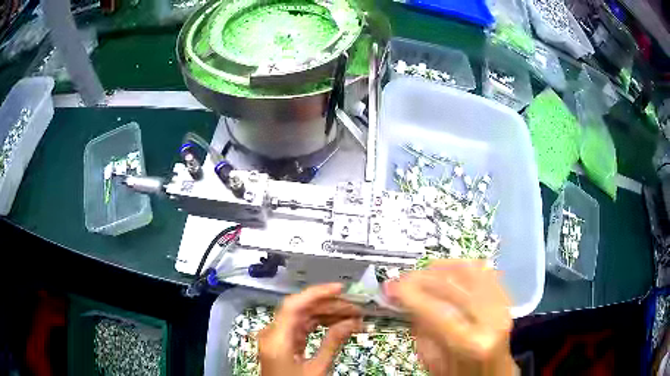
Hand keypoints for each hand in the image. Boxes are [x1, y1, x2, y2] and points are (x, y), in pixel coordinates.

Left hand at [258, 283, 362, 375]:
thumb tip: (353, 322)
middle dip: (330, 307)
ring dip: (327, 315)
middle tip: (357, 310)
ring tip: (353, 318)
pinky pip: (301, 328)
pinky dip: (320, 325)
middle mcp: (273, 333)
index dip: (317, 293)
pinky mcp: (283, 343)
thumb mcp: (317, 369)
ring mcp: (276, 337)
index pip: (293, 306)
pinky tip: (338, 325)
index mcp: (276, 339)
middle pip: (301, 310)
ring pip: (303, 317)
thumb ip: (333, 343)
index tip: (341, 290)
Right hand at [384, 260, 515, 375]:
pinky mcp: (505, 298)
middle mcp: (492, 320)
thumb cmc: (458, 372)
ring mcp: (502, 306)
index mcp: (472, 344)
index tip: (391, 287)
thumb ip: (423, 328)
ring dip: (441, 268)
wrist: (491, 372)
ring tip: (421, 273)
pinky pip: (483, 271)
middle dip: (422, 277)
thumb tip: (406, 298)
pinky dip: (461, 266)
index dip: (411, 295)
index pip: (438, 311)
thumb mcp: (433, 359)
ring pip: (471, 271)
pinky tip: (445, 269)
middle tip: (401, 279)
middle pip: (455, 286)